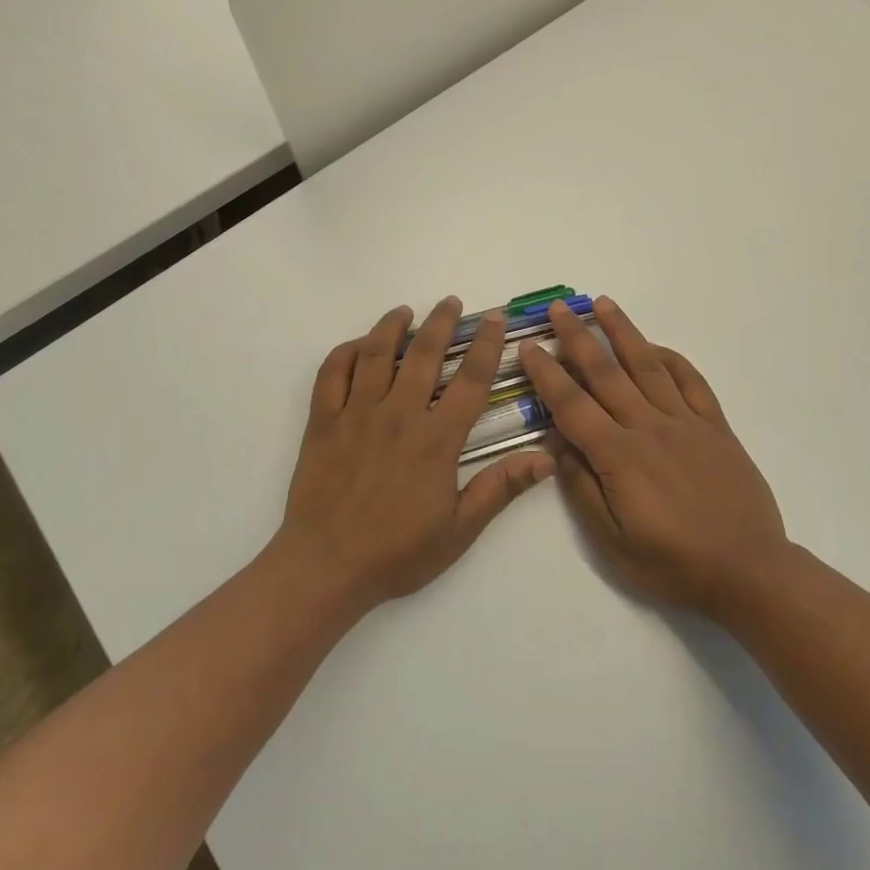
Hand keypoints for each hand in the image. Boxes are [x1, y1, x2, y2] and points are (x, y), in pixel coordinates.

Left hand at [274, 299, 554, 614]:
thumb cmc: (397, 552)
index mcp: (435, 440)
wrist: (325, 568)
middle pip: (422, 354)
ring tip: (404, 311)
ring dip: (391, 326)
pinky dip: (344, 352)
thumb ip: (500, 488)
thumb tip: (546, 457)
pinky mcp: (322, 421)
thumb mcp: (459, 530)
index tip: (495, 318)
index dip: (486, 345)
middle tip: (450, 301)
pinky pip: (331, 374)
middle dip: (440, 322)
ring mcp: (356, 414)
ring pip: (375, 354)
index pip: (469, 381)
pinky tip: (357, 345)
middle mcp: (398, 415)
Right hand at [522, 297, 788, 617]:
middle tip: (560, 308)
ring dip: (623, 331)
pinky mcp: (715, 426)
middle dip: (578, 337)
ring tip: (603, 303)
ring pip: (647, 365)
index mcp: (619, 456)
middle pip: (606, 372)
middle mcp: (649, 427)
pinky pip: (692, 382)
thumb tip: (558, 442)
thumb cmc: (673, 564)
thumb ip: (582, 487)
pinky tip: (656, 347)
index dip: (547, 373)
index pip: (572, 403)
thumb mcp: (612, 541)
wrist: (749, 572)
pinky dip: (672, 359)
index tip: (530, 346)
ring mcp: (686, 422)